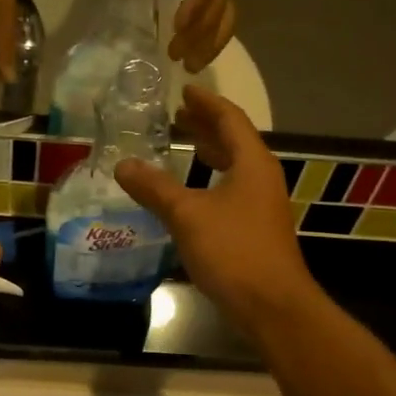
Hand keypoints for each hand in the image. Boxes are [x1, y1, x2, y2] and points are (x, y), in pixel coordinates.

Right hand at [114, 85, 318, 333]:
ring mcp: (262, 205)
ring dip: (210, 153)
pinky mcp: (256, 229)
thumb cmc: (233, 251)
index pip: (230, 120)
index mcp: (252, 163)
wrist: (272, 305)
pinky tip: (192, 194)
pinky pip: (232, 190)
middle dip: (207, 126)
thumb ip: (155, 188)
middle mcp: (262, 178)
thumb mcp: (187, 215)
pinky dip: (211, 180)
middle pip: (235, 141)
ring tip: (184, 146)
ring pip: (235, 167)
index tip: (185, 91)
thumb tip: (123, 164)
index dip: (206, 103)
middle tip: (178, 116)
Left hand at [142, 0, 235, 72]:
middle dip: (198, 35)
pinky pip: (225, 23)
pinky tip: (200, 58)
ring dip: (210, 46)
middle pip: (217, 10)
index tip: (178, 27)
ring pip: (226, 20)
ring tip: (191, 67)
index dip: (194, 6)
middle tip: (175, 56)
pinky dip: (214, 43)